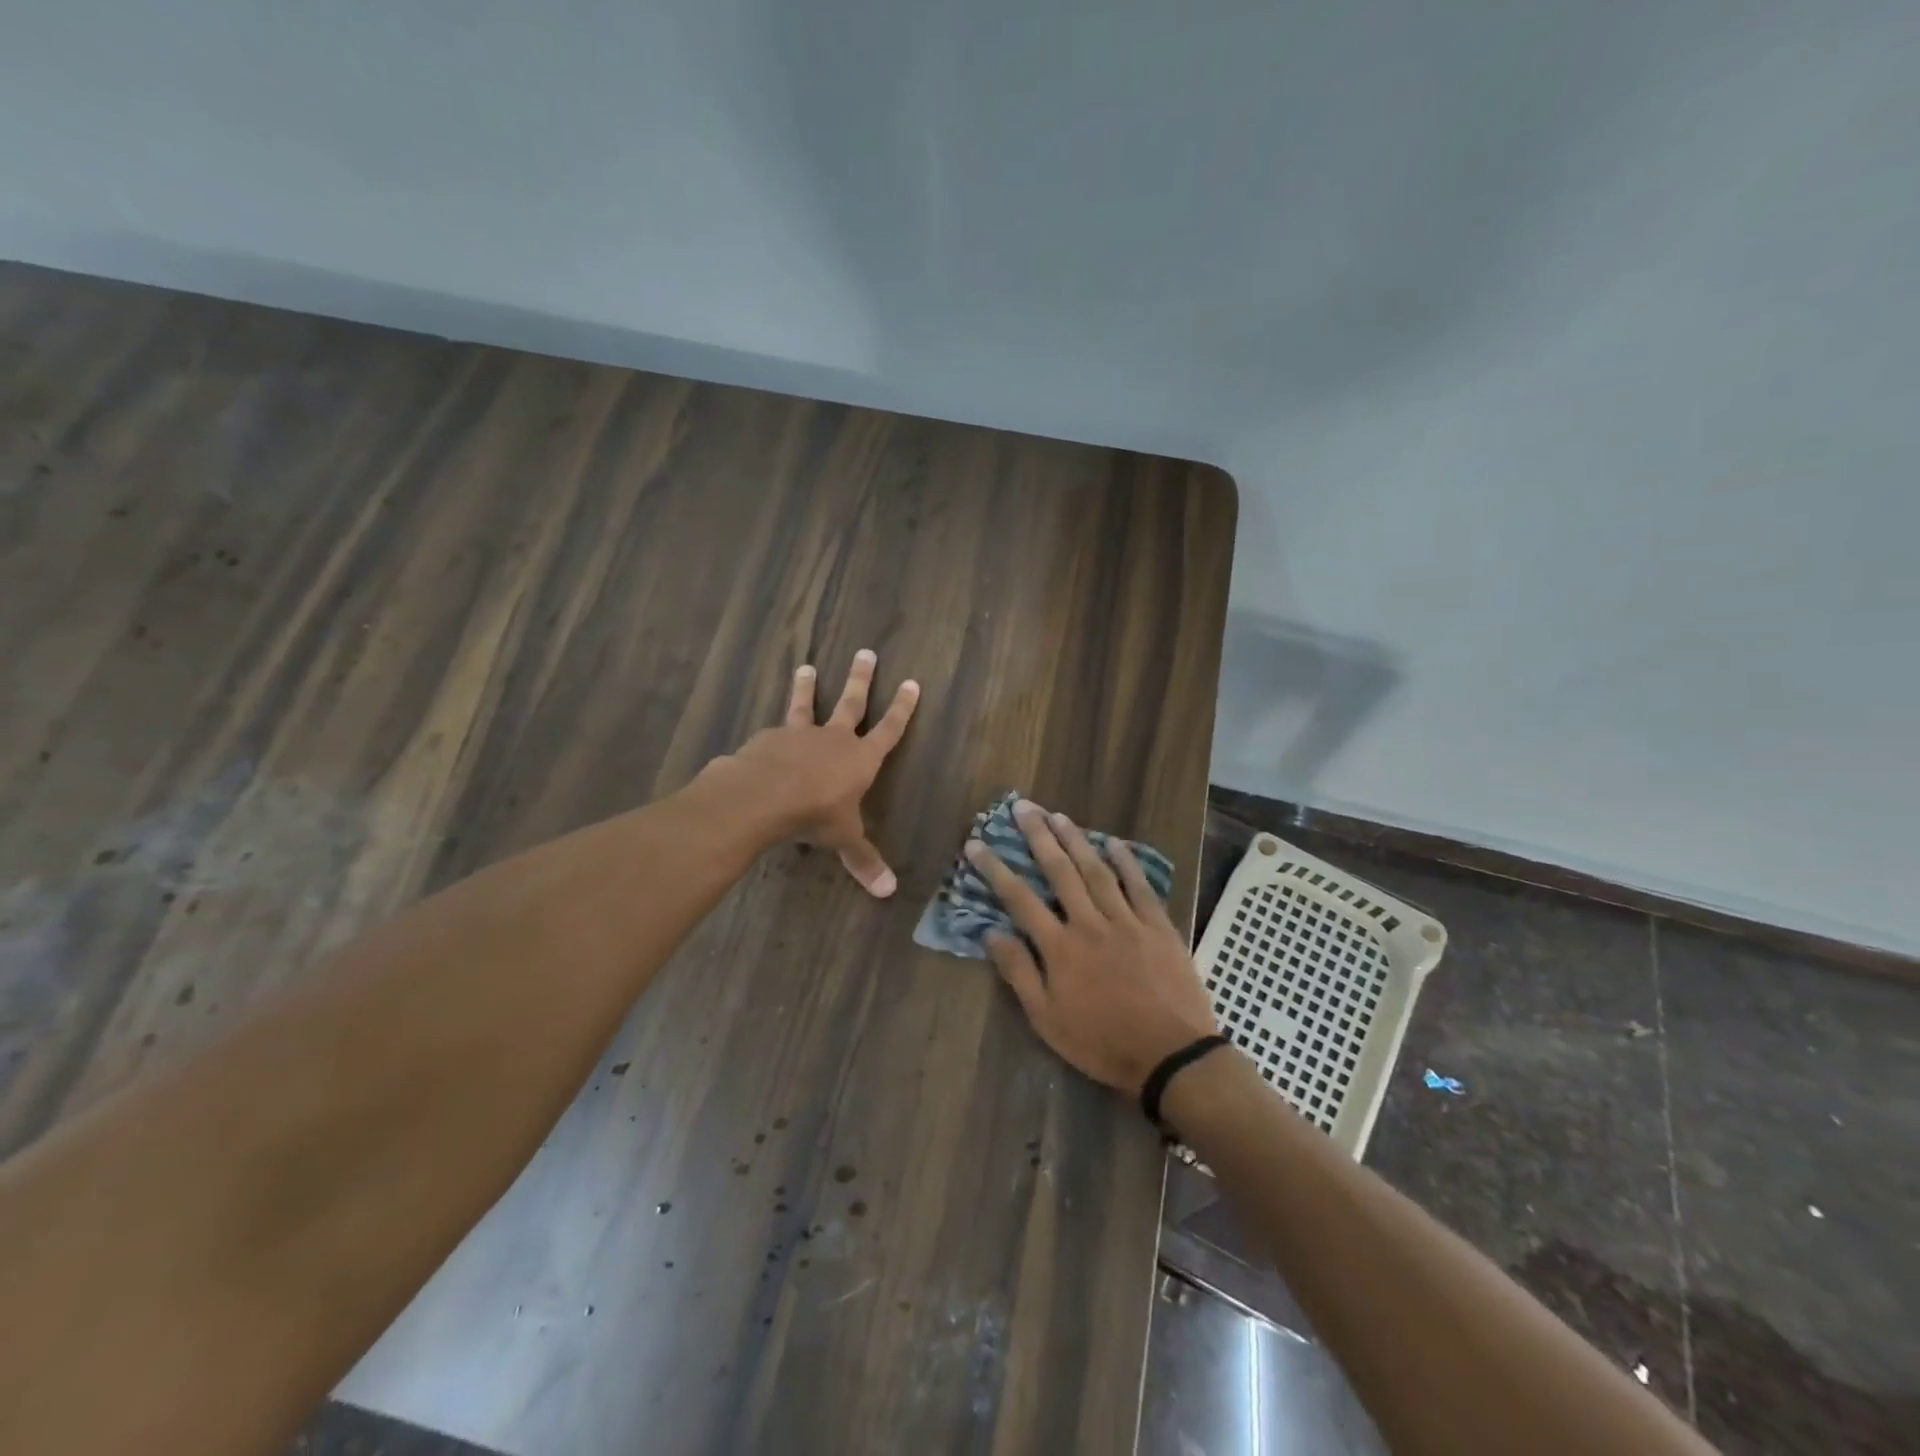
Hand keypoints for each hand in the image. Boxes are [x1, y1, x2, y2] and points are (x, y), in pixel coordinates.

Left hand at [721, 649, 919, 895]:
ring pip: (807, 705)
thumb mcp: (842, 838)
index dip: (902, 708)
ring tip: (806, 667)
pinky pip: (776, 731)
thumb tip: (889, 892)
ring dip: (808, 687)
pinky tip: (765, 735)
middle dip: (862, 679)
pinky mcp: (769, 738)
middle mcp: (834, 738)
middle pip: (852, 703)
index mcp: (861, 758)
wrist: (763, 796)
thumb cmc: (814, 814)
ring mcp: (800, 734)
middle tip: (865, 652)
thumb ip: (863, 860)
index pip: (889, 729)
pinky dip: (775, 731)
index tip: (912, 682)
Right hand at [966, 800, 1218, 1092]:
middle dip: (1038, 837)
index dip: (995, 869)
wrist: (1171, 1056)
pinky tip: (1114, 843)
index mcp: (1060, 947)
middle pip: (1059, 871)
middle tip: (1023, 807)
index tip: (976, 843)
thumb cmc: (1102, 1043)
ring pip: (1096, 871)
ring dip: (1076, 840)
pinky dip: (1126, 862)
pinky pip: (1140, 886)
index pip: (1019, 899)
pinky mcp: (1158, 926)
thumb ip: (1019, 973)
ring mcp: (1127, 921)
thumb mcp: (1048, 1020)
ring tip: (1058, 815)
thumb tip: (992, 933)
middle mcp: (1090, 923)